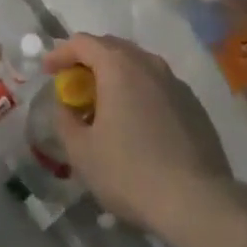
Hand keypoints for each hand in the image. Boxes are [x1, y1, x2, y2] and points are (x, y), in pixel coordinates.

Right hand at [43, 32, 234, 237]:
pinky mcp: (195, 106)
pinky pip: (158, 86)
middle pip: (112, 47)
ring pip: (138, 66)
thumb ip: (65, 120)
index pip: (82, 42)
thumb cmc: (130, 173)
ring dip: (116, 76)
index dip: (60, 53)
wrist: (199, 204)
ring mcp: (176, 83)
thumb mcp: (81, 152)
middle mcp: (149, 64)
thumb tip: (66, 106)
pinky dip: (139, 93)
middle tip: (74, 85)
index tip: (48, 71)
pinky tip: (137, 123)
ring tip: (105, 104)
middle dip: (88, 61)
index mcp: (118, 66)